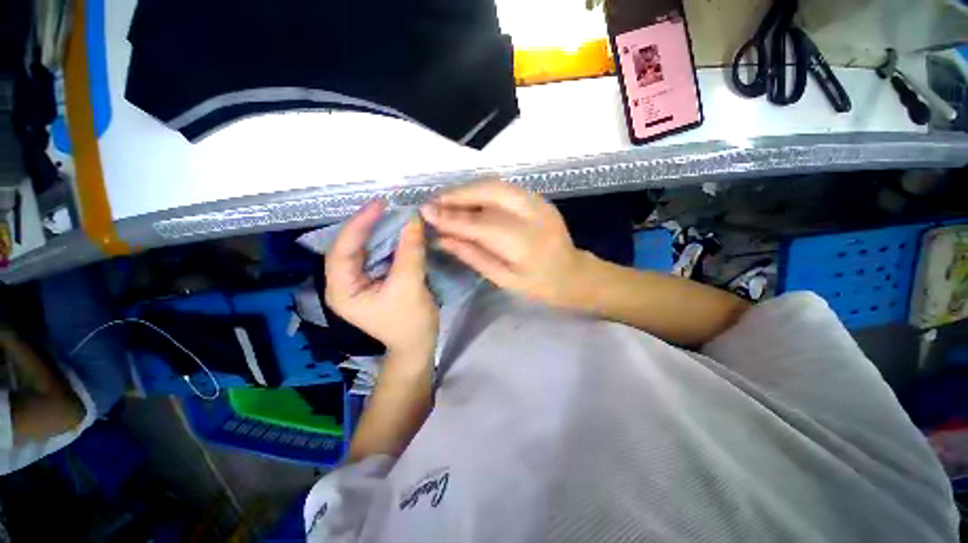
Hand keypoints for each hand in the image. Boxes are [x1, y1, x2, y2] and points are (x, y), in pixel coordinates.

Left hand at [325, 201, 438, 361]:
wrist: (418, 345)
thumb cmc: (410, 323)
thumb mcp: (409, 286)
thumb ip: (410, 252)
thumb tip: (413, 220)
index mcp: (342, 290)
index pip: (342, 250)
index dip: (358, 225)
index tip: (378, 204)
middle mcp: (345, 284)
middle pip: (350, 247)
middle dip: (368, 226)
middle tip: (387, 206)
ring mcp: (360, 282)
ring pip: (365, 250)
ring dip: (379, 232)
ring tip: (393, 214)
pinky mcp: (375, 281)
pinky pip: (378, 256)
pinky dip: (389, 242)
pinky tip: (399, 232)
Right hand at [421, 180, 588, 307]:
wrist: (575, 275)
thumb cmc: (540, 286)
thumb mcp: (504, 280)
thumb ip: (473, 256)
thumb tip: (442, 239)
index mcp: (526, 244)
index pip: (480, 224)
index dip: (451, 217)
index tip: (425, 213)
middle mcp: (534, 215)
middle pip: (489, 192)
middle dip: (457, 194)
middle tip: (433, 202)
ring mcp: (539, 202)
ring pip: (496, 184)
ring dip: (468, 189)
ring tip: (446, 200)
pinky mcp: (539, 198)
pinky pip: (505, 187)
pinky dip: (482, 190)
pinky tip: (468, 199)